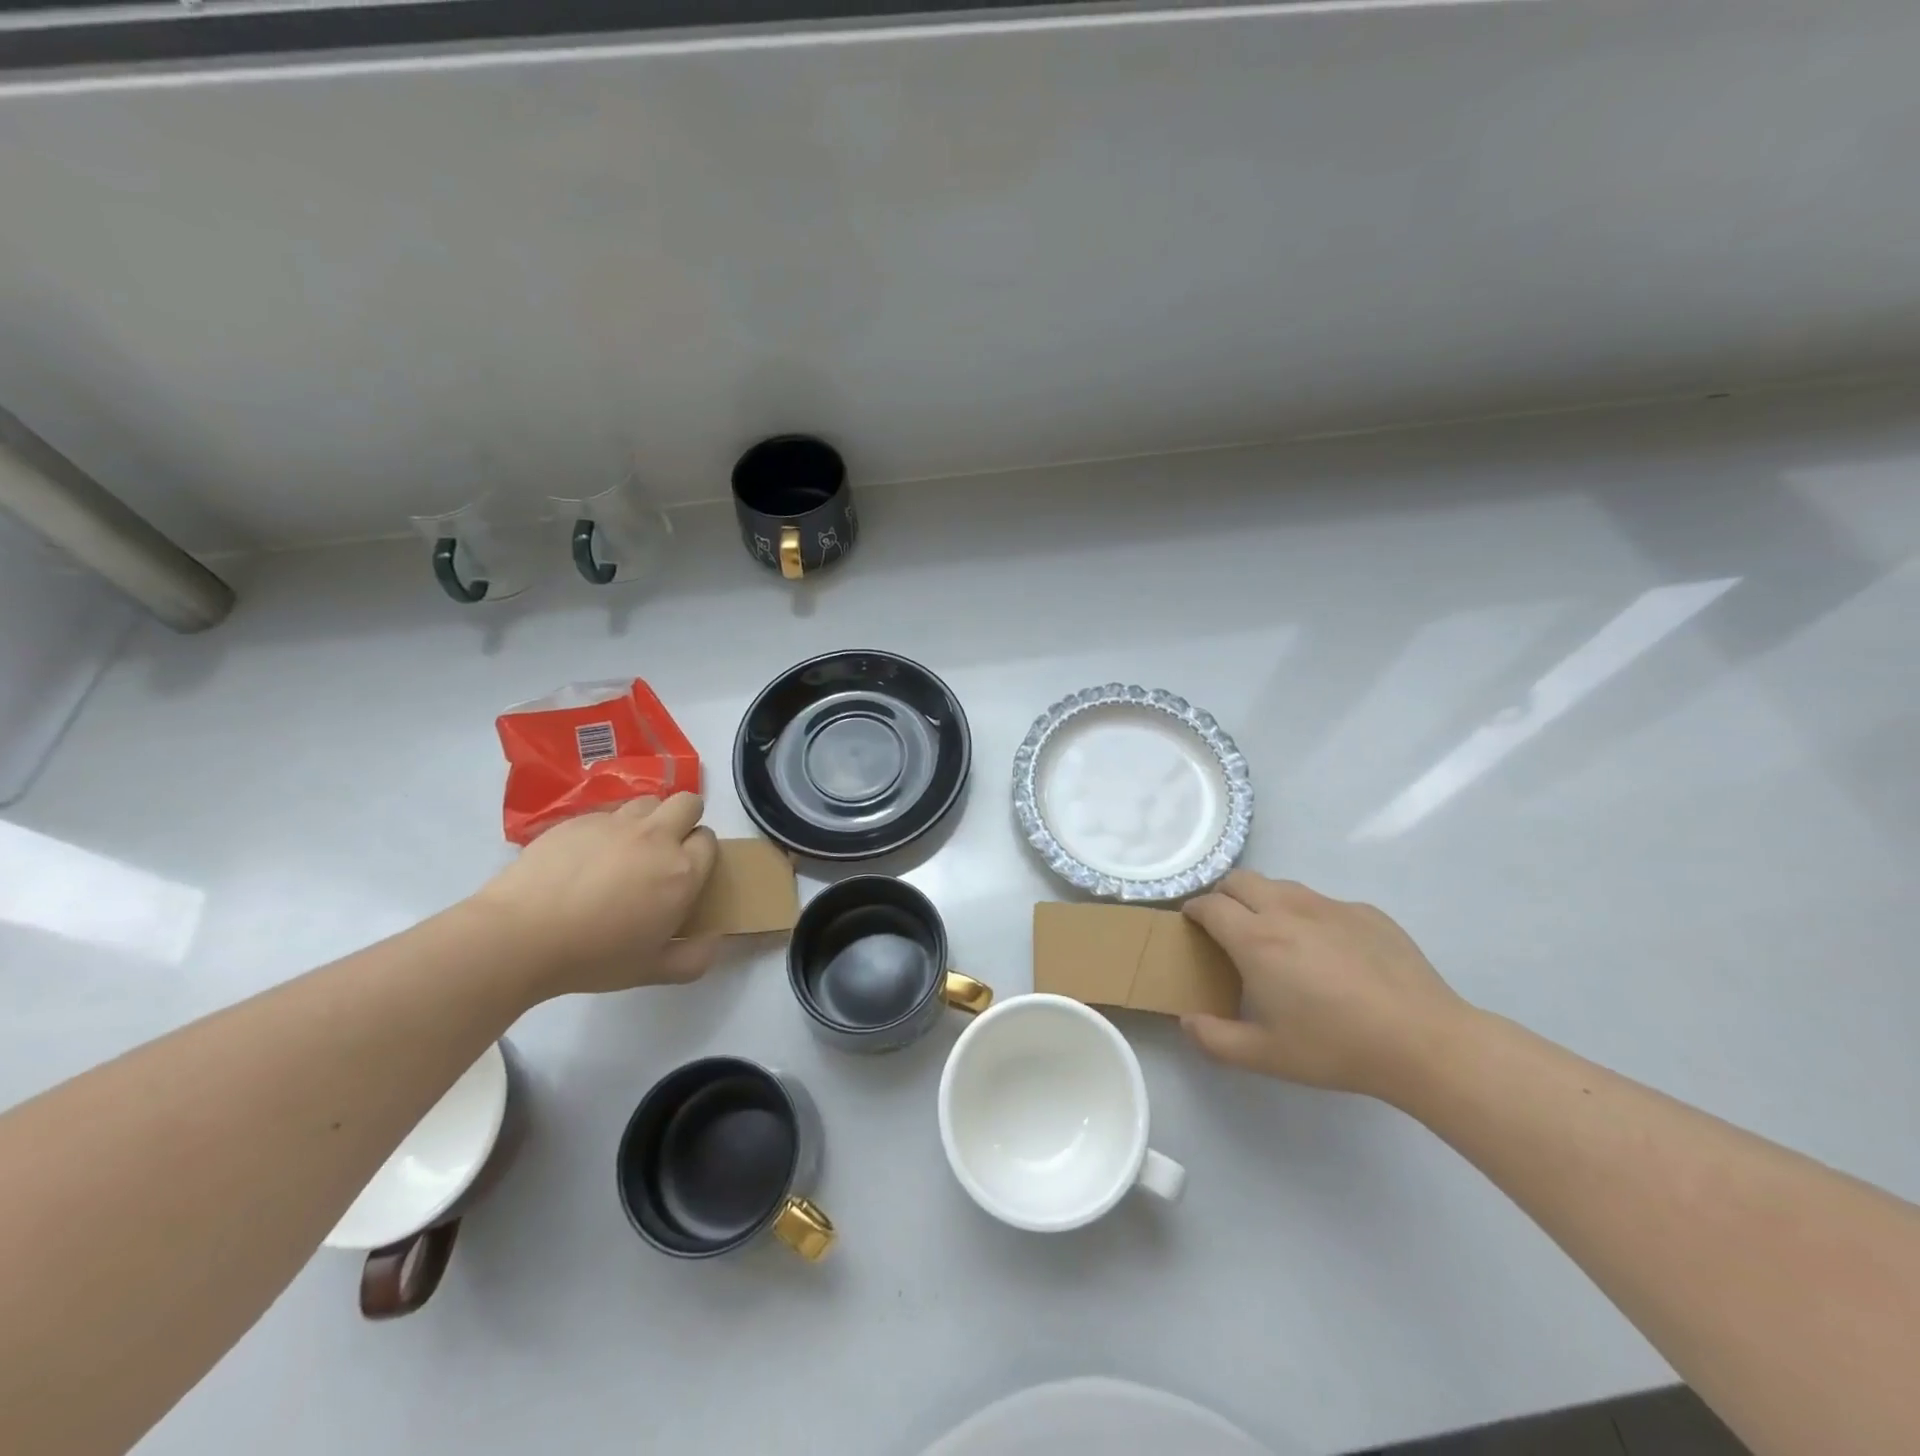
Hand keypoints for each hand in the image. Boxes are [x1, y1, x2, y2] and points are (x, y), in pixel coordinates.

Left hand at [471, 793, 721, 999]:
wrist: (519, 937)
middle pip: (688, 803)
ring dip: (649, 818)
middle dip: (685, 819)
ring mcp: (616, 824)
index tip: (684, 873)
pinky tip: (587, 857)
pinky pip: (608, 812)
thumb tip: (714, 941)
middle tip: (664, 850)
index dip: (699, 853)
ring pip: (649, 801)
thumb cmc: (593, 957)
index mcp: (682, 871)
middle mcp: (656, 837)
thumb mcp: (651, 971)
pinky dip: (609, 828)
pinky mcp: (579, 819)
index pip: (709, 840)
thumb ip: (693, 959)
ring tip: (628, 848)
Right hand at [1180, 871, 1469, 1098]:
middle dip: (1223, 895)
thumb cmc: (1336, 1047)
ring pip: (1281, 885)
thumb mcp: (1266, 1056)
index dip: (1193, 911)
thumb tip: (1187, 1021)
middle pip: (1240, 880)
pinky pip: (1323, 903)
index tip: (1191, 926)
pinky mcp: (1366, 912)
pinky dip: (1309, 916)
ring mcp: (1329, 906)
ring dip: (1264, 900)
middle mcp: (1287, 909)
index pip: (1209, 905)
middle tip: (1227, 927)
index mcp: (1256, 938)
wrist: (1424, 1041)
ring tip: (1275, 936)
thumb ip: (1215, 1039)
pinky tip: (1329, 953)